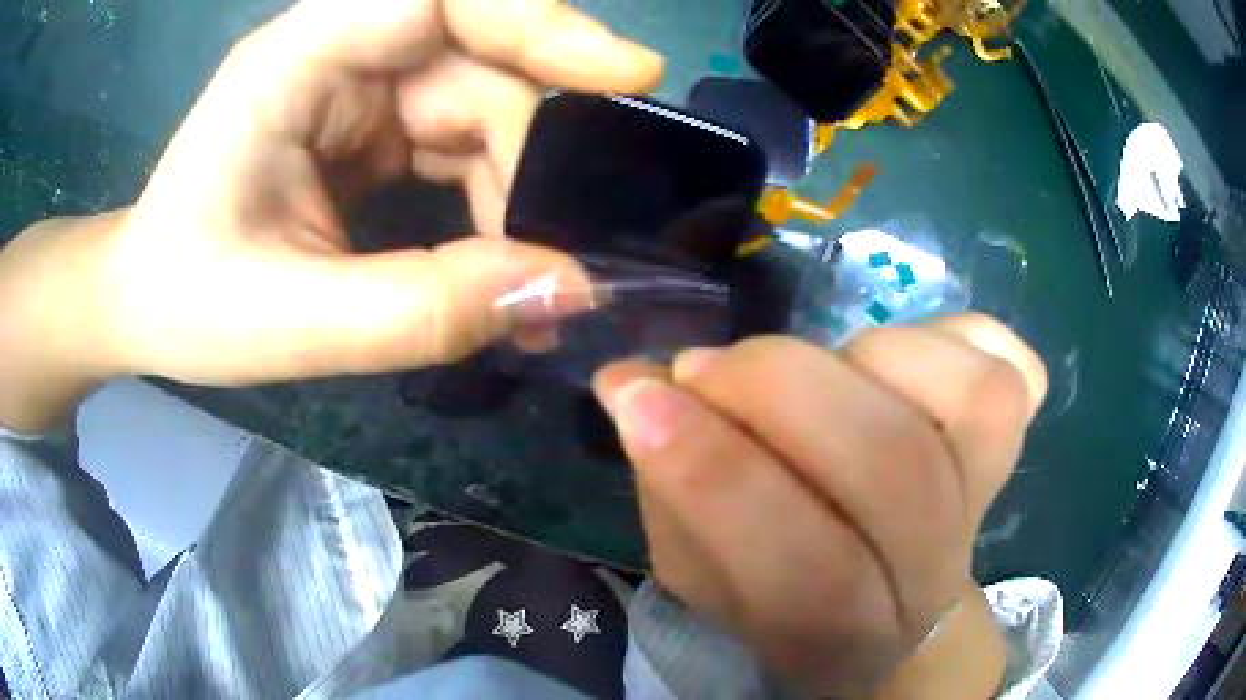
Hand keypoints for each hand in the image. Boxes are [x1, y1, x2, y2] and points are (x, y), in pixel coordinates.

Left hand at [67, 0, 661, 386]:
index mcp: (299, 59)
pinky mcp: (372, 127)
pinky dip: (495, 202)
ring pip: (481, 107)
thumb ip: (421, 309)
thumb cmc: (187, 302)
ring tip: (530, 284)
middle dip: (535, 150)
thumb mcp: (290, 322)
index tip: (627, 74)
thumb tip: (565, 291)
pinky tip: (501, 267)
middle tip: (572, 247)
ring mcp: (359, 88)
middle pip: (478, 62)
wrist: (146, 303)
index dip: (539, 20)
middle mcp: (339, 53)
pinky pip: (461, 143)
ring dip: (519, 189)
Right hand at [594, 315, 1046, 695]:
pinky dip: (950, 337)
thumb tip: (631, 382)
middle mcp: (934, 574)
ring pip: (969, 401)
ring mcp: (991, 498)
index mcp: (844, 637)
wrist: (894, 608)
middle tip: (705, 366)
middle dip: (779, 390)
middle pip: (894, 466)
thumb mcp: (702, 574)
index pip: (806, 571)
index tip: (638, 398)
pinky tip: (895, 357)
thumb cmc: (785, 595)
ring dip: (861, 359)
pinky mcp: (1015, 442)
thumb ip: (669, 489)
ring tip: (808, 369)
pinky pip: (1011, 368)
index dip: (716, 474)